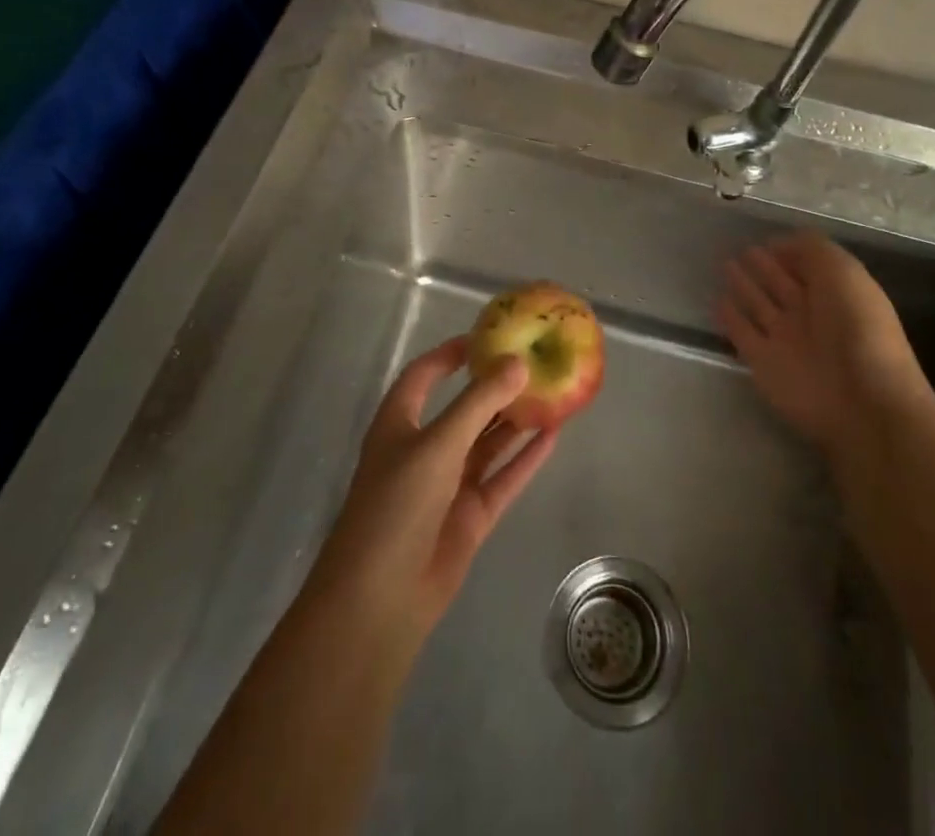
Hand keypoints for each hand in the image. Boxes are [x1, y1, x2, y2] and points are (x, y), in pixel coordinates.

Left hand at [305, 337, 557, 658]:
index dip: (450, 354)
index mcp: (399, 424)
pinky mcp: (470, 515)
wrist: (381, 599)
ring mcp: (448, 484)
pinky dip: (524, 458)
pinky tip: (553, 437)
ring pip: (487, 442)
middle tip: (534, 363)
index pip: (424, 376)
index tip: (486, 336)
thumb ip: (479, 403)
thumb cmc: (397, 506)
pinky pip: (502, 477)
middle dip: (494, 387)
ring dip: (515, 421)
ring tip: (552, 393)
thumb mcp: (438, 444)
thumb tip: (518, 362)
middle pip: (463, 408)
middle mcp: (423, 449)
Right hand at [716, 233, 932, 457]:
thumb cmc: (858, 328)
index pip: (809, 266)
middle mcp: (811, 315)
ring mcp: (785, 340)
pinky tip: (717, 300)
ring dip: (744, 286)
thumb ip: (813, 250)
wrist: (860, 400)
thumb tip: (782, 242)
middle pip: (782, 284)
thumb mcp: (844, 272)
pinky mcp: (762, 362)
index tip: (767, 238)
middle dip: (766, 267)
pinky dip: (730, 318)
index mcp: (836, 293)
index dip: (790, 251)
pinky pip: (742, 333)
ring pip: (760, 306)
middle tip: (743, 249)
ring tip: (725, 265)